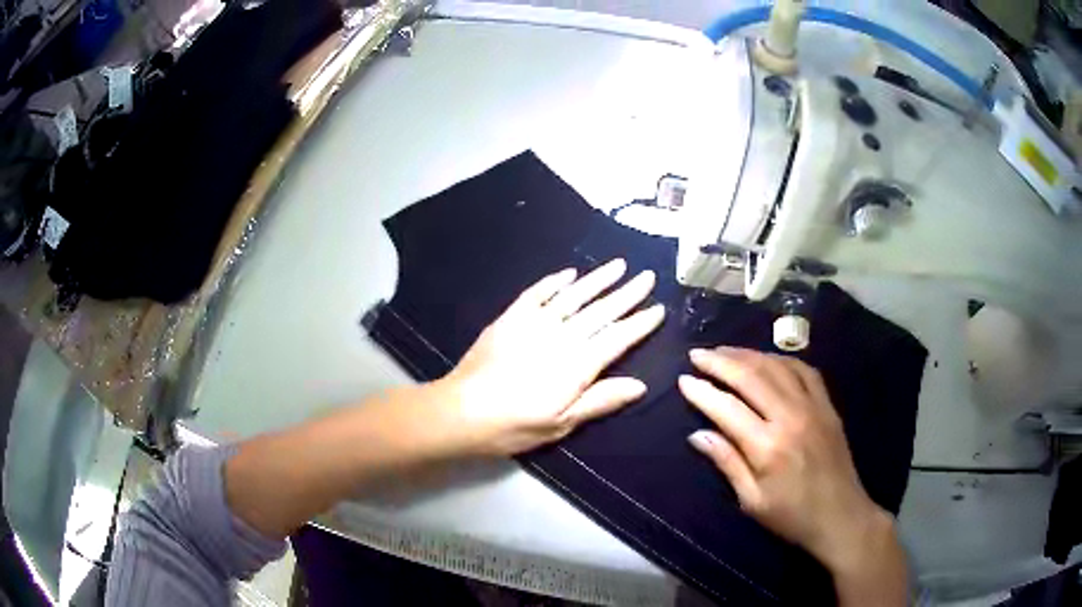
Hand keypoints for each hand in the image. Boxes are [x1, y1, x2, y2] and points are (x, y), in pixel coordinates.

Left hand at [435, 259, 665, 455]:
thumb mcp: (562, 423)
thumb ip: (601, 400)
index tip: (658, 308)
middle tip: (647, 276)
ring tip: (619, 265)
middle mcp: (562, 336)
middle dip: (627, 293)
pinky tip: (569, 273)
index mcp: (578, 364)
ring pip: (574, 295)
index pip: (618, 338)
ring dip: (598, 279)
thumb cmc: (515, 424)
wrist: (463, 410)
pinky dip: (555, 281)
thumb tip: (640, 385)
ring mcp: (535, 322)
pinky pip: (537, 292)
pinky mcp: (511, 317)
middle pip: (601, 311)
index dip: (640, 323)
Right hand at [679, 347, 891, 571]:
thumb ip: (727, 463)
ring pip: (776, 366)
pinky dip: (781, 359)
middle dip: (720, 362)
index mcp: (767, 446)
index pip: (727, 408)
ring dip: (747, 354)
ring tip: (724, 351)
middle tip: (697, 354)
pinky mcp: (827, 404)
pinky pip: (803, 370)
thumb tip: (697, 435)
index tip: (683, 379)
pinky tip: (766, 359)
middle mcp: (790, 417)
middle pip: (750, 377)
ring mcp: (812, 406)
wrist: (841, 515)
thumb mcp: (752, 500)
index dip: (702, 391)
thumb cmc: (791, 516)